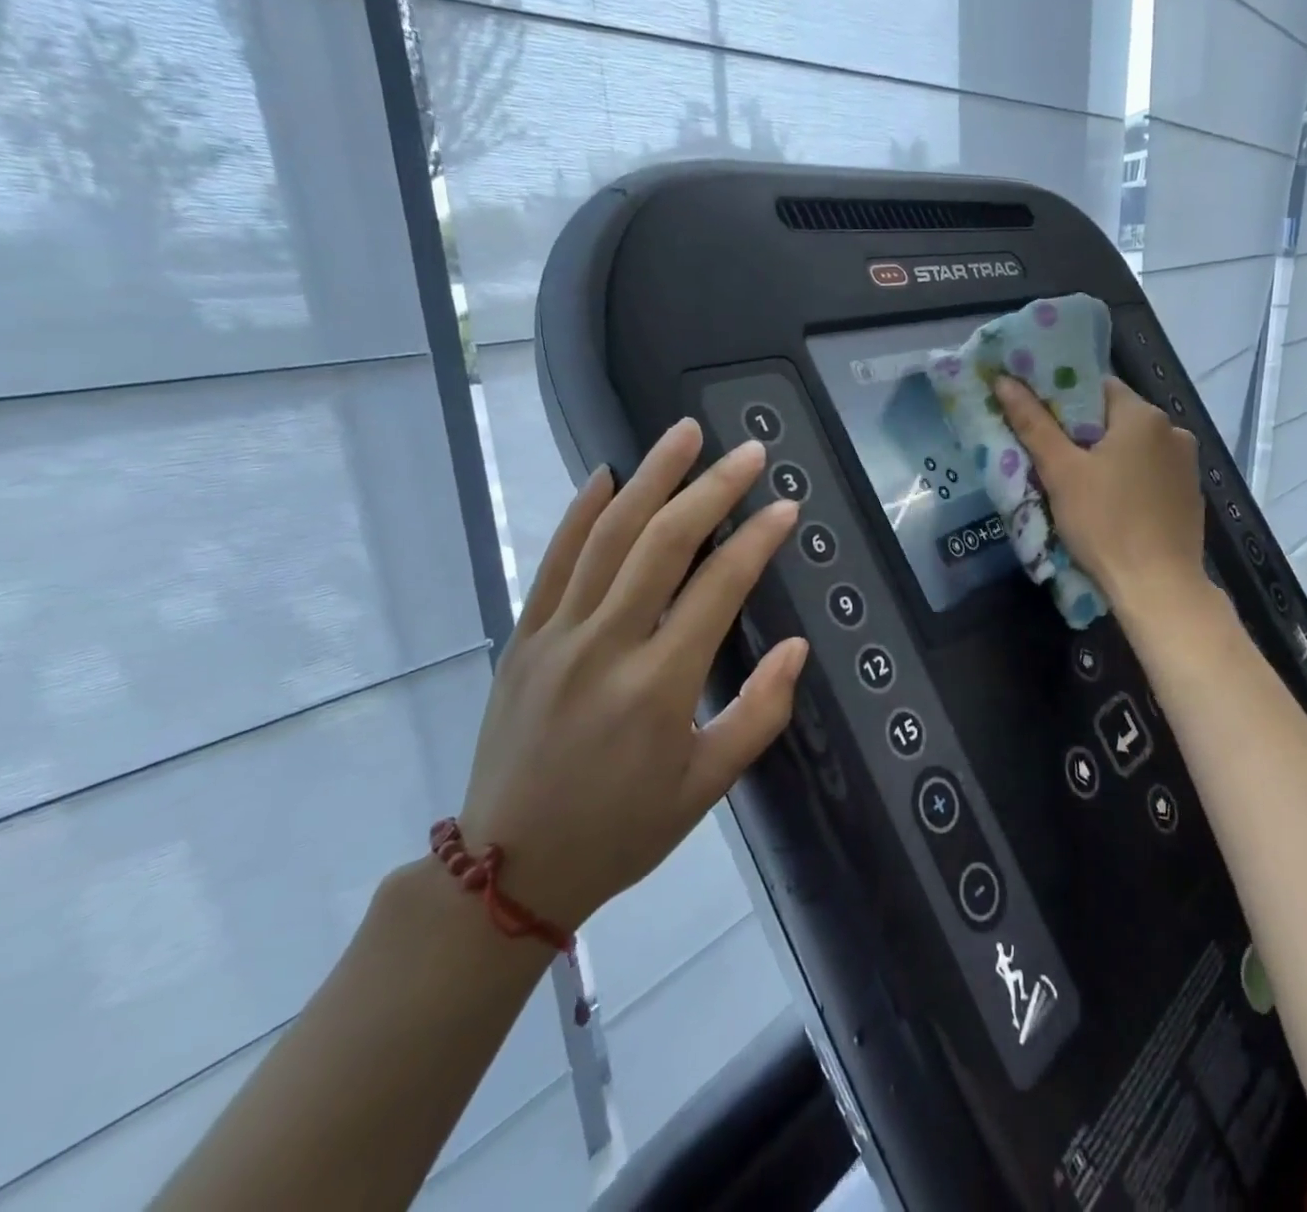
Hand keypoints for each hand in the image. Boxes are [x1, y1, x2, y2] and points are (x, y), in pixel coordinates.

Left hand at [458, 419, 807, 927]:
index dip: (757, 539)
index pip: (718, 587)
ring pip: (607, 536)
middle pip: (663, 543)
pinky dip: (580, 513)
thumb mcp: (707, 786)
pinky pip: (552, 561)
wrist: (509, 871)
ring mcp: (557, 636)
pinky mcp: (523, 637)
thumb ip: (760, 713)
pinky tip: (606, 475)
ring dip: (650, 479)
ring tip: (682, 435)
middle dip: (711, 488)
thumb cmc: (623, 830)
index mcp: (659, 686)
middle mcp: (606, 646)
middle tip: (747, 450)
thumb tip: (797, 647)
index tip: (785, 505)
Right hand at [993, 374, 1209, 621]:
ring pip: (1134, 448)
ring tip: (1076, 485)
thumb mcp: (1061, 472)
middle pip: (1116, 418)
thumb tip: (1004, 380)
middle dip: (1082, 433)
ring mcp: (1187, 465)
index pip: (1098, 386)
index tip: (1039, 420)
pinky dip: (1128, 480)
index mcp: (1144, 416)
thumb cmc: (1104, 523)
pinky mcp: (1190, 496)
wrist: (1158, 587)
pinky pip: (1150, 474)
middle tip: (1049, 456)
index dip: (1064, 399)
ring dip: (1106, 458)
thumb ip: (1033, 423)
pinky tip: (1110, 506)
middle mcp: (1173, 431)